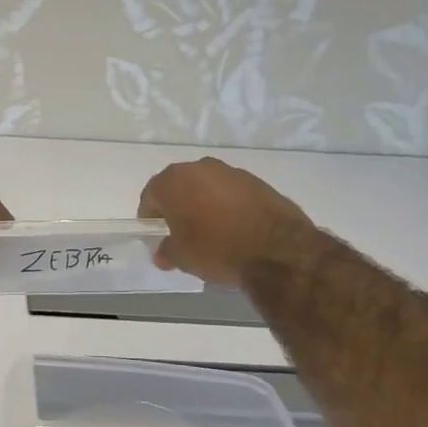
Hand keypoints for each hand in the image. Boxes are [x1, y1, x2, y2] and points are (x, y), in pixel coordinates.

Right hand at [137, 158, 316, 287]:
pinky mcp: (257, 181)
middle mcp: (199, 168)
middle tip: (181, 231)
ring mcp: (230, 171)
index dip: (150, 217)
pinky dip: (228, 205)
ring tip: (211, 230)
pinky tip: (235, 227)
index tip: (156, 234)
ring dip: (204, 203)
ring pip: (207, 187)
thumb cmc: (216, 249)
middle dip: (177, 206)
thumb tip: (162, 252)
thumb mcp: (182, 257)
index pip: (150, 196)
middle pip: (179, 187)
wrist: (277, 249)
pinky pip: (232, 192)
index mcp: (172, 182)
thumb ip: (166, 251)